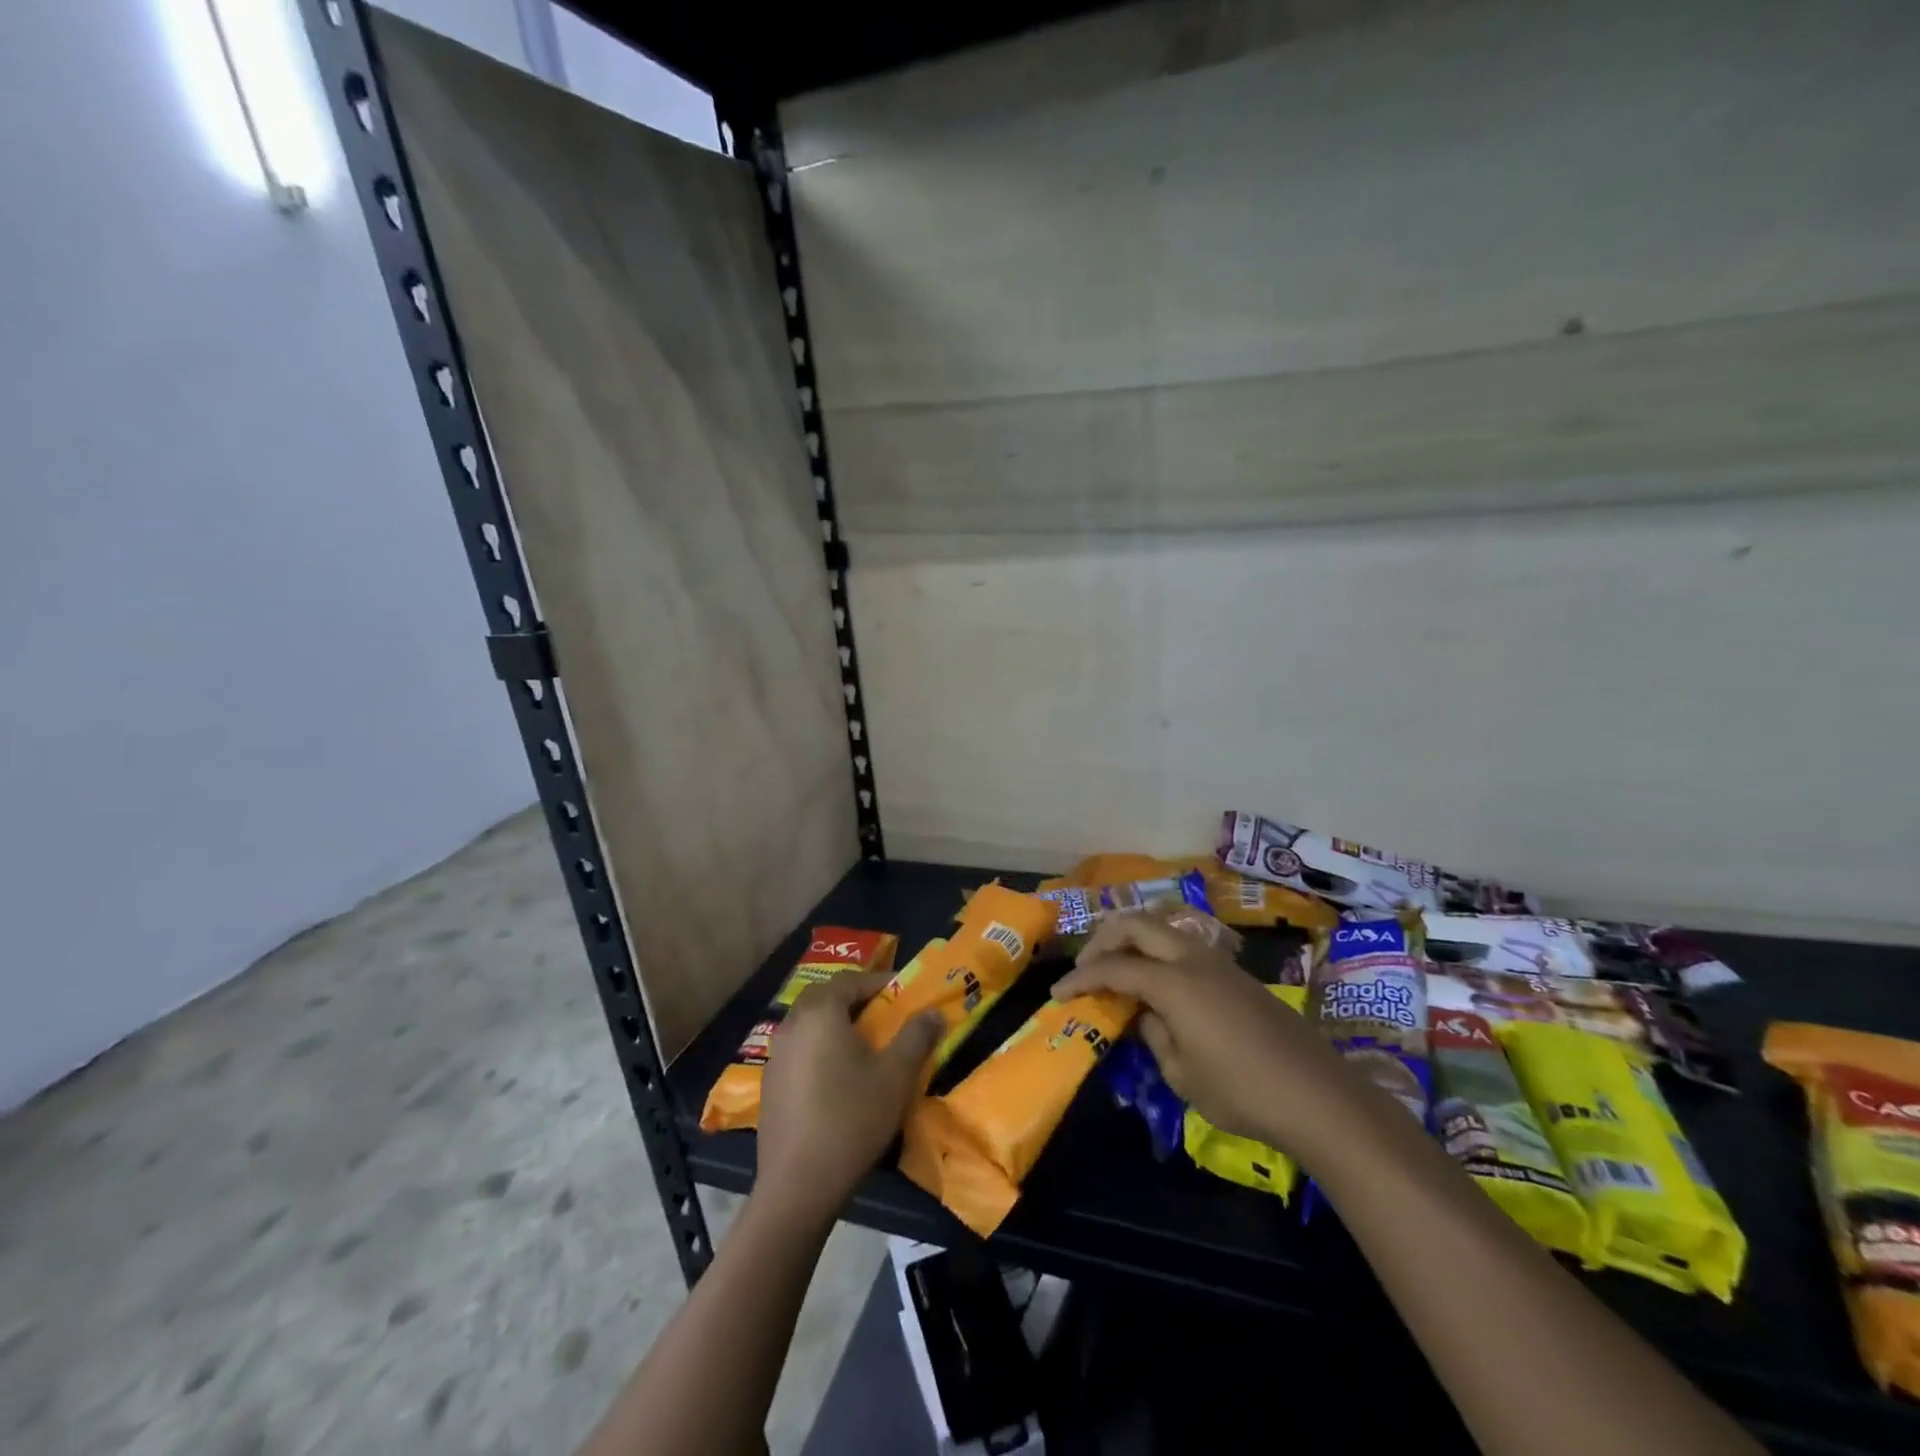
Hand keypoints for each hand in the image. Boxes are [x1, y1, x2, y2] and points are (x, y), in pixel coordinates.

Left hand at [756, 970, 941, 1220]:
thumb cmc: (851, 1119)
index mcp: (820, 1012)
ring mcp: (775, 1055)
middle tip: (886, 1015)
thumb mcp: (896, 1076)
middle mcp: (792, 1024)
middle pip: (826, 997)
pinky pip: (800, 1049)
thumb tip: (933, 1012)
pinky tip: (839, 1076)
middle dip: (857, 1000)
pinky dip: (821, 1048)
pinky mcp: (770, 1083)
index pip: (851, 980)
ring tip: (866, 1045)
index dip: (880, 982)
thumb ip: (917, 1037)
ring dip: (837, 1024)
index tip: (905, 994)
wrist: (798, 1185)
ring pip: (811, 1023)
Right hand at [1053, 915, 1371, 1161]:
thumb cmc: (1242, 1092)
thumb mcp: (1182, 1075)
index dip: (1080, 977)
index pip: (1114, 968)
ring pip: (1163, 927)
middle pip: (1137, 923)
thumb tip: (1146, 1016)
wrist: (1317, 1095)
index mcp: (1174, 983)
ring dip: (1133, 939)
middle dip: (1104, 938)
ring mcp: (1218, 962)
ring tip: (1117, 968)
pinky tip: (1156, 983)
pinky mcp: (1236, 974)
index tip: (1057, 992)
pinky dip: (1158, 952)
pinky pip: (1184, 946)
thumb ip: (1154, 1036)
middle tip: (1087, 966)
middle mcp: (1193, 959)